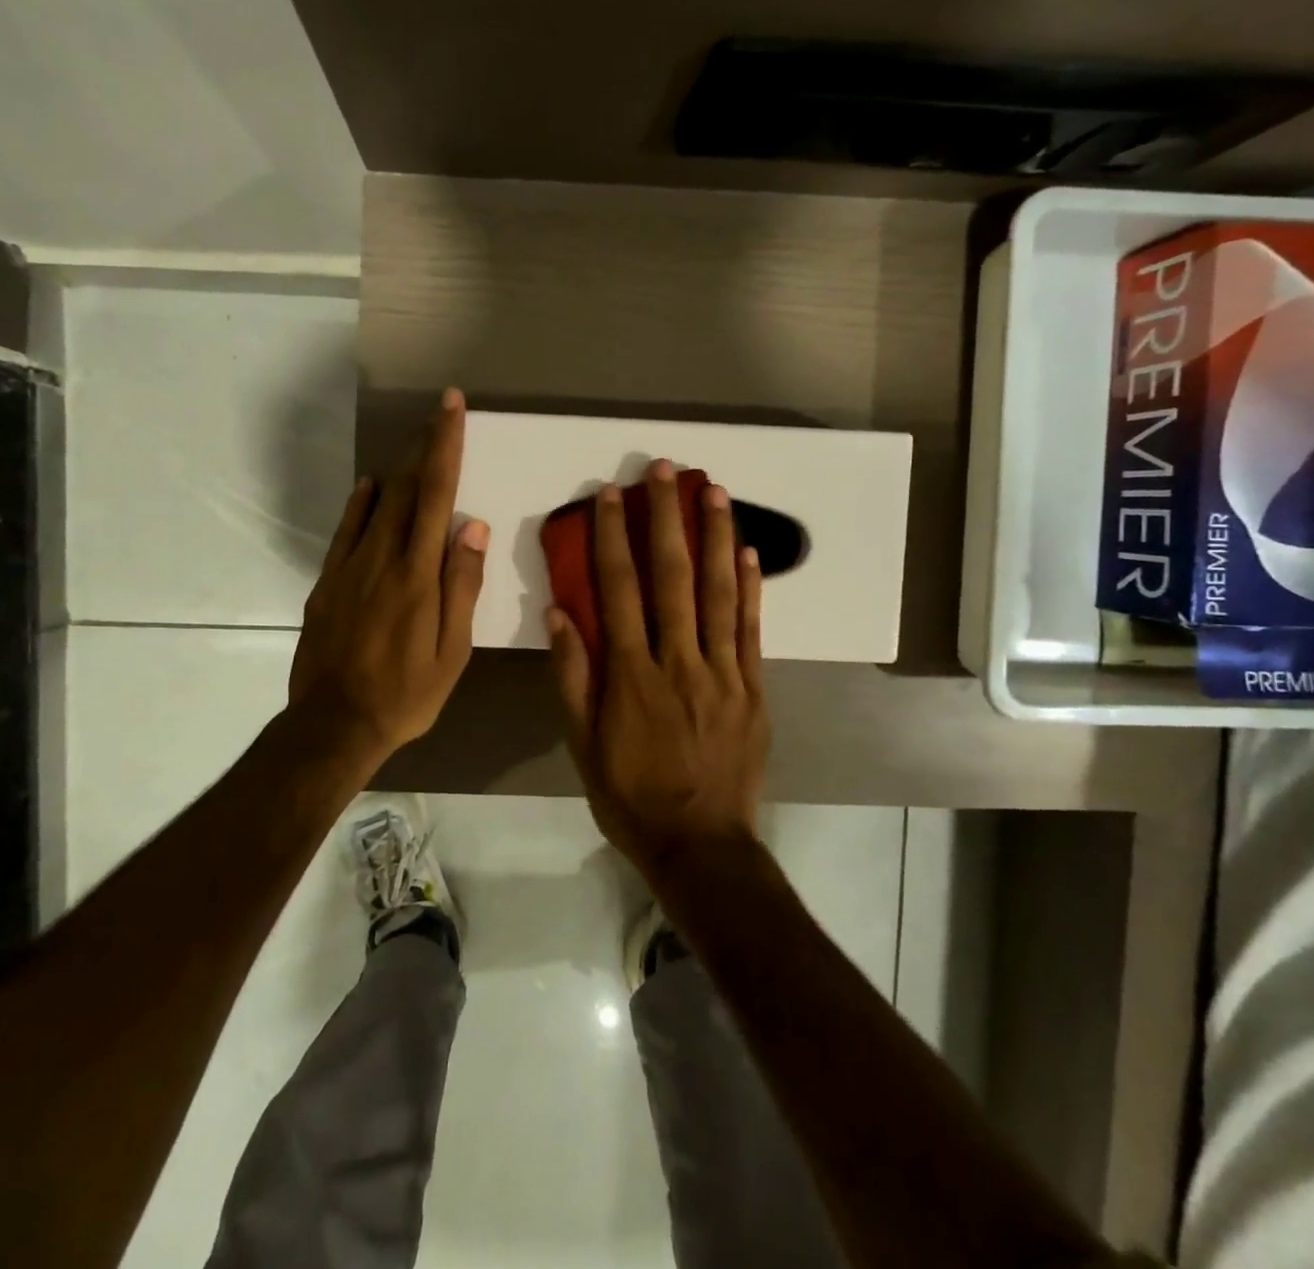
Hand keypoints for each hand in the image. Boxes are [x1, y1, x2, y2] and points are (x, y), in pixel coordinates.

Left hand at [288, 389, 488, 766]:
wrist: (334, 725)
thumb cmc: (406, 693)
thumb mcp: (451, 652)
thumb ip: (461, 586)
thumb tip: (471, 527)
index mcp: (417, 573)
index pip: (435, 495)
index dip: (445, 447)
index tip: (450, 408)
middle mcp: (381, 558)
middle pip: (405, 489)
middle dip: (425, 446)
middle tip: (439, 415)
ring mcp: (348, 569)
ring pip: (376, 505)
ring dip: (398, 470)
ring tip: (415, 447)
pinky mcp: (327, 585)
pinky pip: (345, 531)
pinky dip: (360, 504)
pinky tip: (370, 489)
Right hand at [547, 459, 768, 882]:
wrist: (700, 844)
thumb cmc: (630, 794)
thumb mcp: (582, 744)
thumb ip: (572, 677)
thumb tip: (560, 614)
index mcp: (631, 675)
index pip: (619, 590)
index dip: (613, 538)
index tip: (611, 495)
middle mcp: (679, 661)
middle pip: (672, 577)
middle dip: (667, 518)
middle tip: (665, 470)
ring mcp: (723, 672)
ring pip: (718, 593)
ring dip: (715, 536)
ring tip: (714, 490)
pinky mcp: (754, 688)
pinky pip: (752, 629)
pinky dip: (750, 588)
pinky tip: (748, 551)